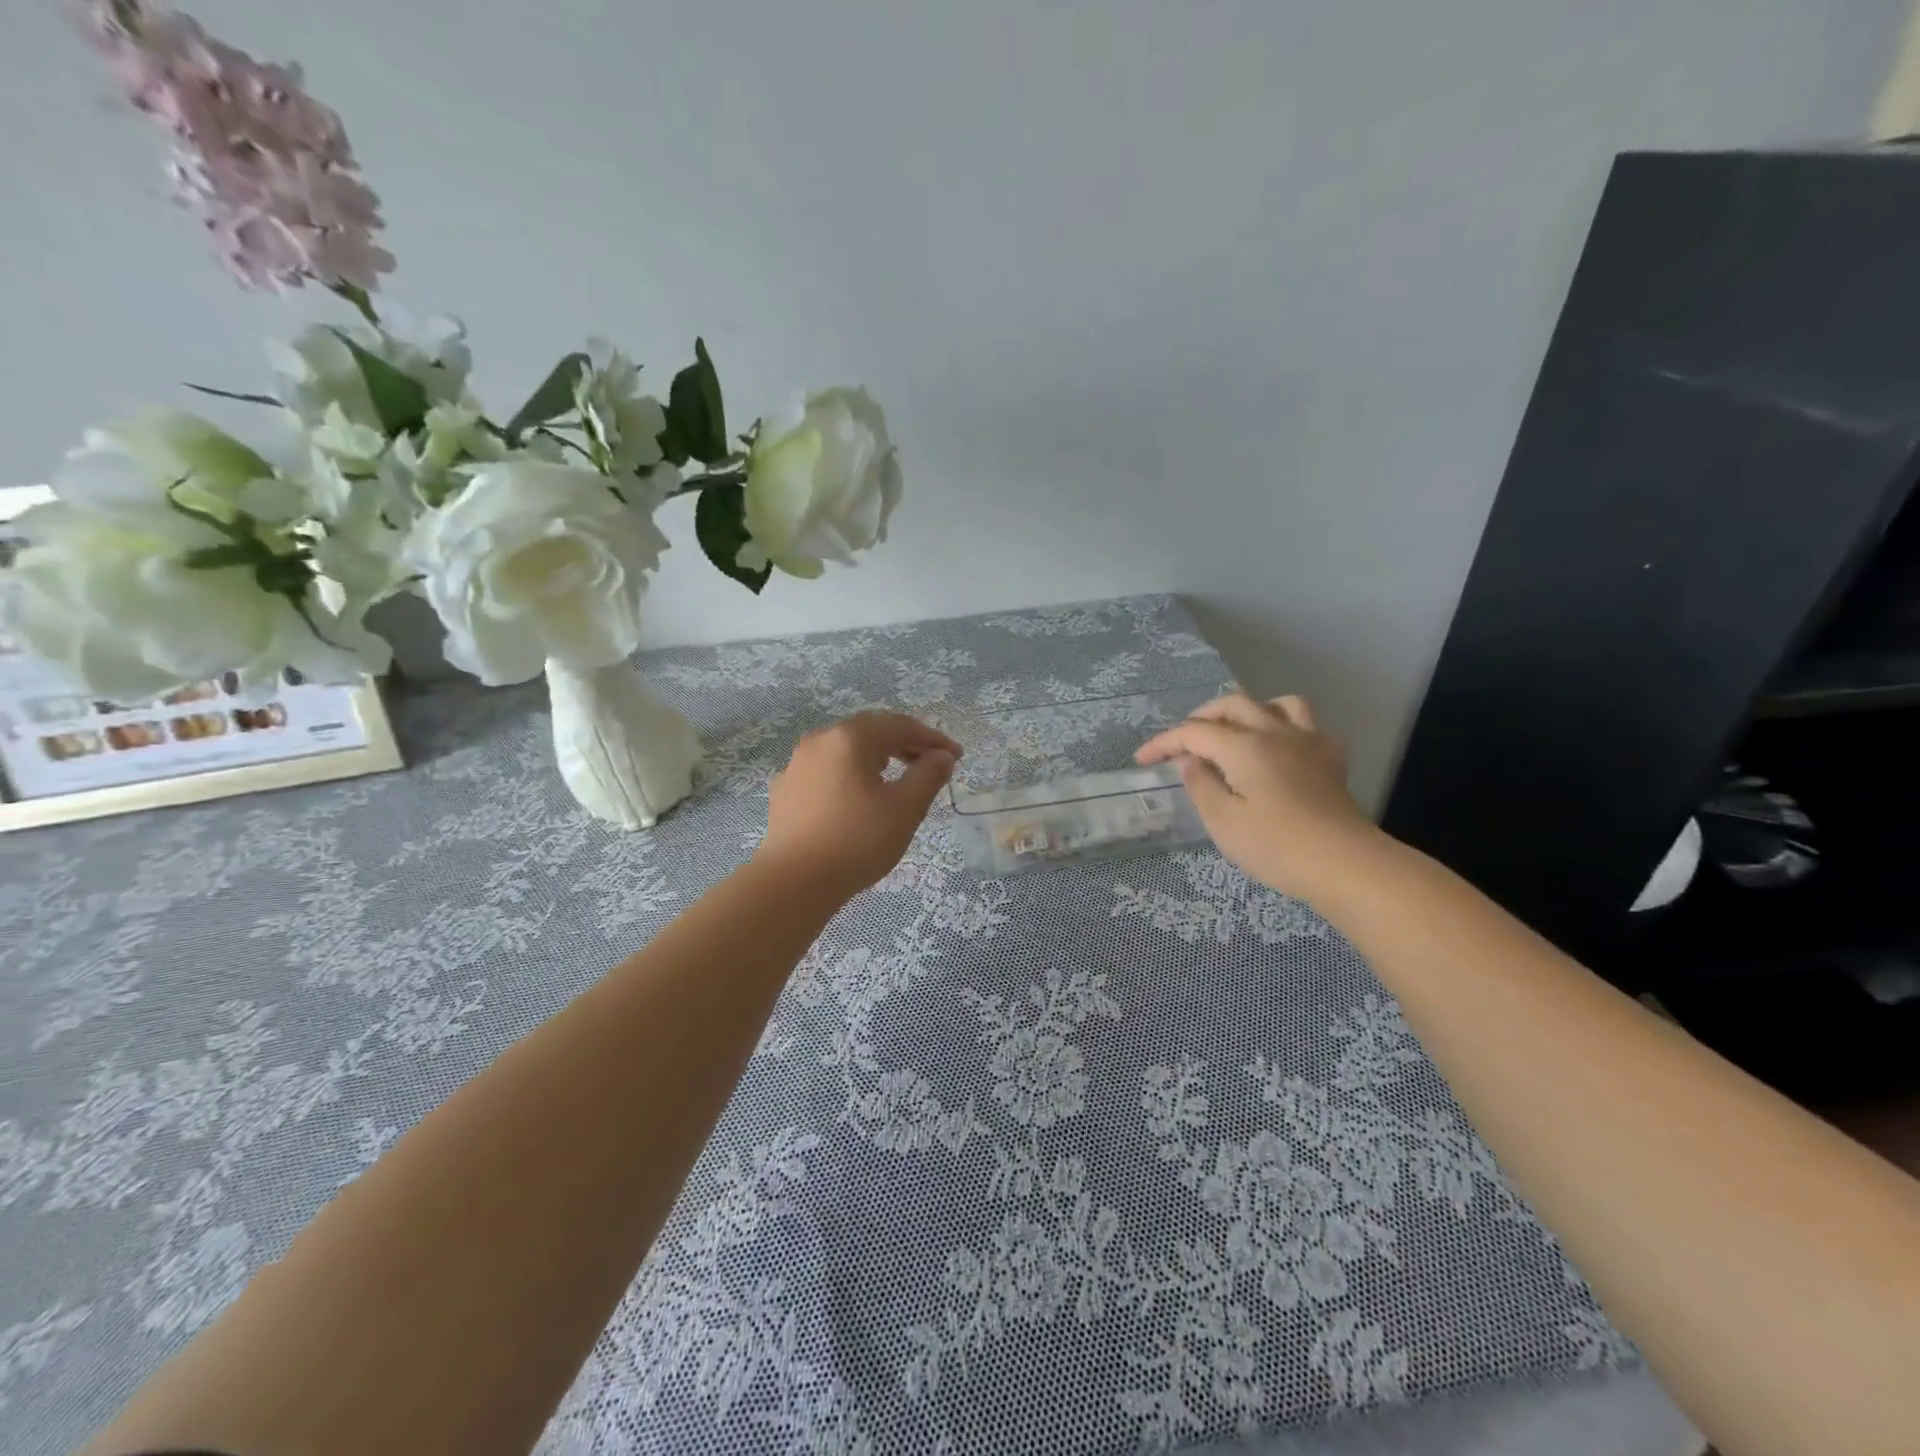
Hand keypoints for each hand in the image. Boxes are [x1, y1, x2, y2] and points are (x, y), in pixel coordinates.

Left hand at [758, 711, 961, 897]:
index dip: (932, 738)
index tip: (956, 757)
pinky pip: (827, 771)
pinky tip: (859, 798)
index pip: (899, 725)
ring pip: (846, 751)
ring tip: (898, 779)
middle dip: (905, 745)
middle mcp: (819, 741)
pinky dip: (851, 775)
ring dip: (877, 758)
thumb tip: (942, 757)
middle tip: (932, 765)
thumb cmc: (856, 841)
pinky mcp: (786, 790)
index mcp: (849, 738)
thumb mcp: (905, 809)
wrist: (793, 882)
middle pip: (870, 732)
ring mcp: (797, 764)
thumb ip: (928, 776)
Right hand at [1135, 693, 1374, 897]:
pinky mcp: (1330, 758)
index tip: (1142, 760)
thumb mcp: (1224, 823)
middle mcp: (1276, 732)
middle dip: (1200, 718)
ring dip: (1247, 711)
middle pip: (1232, 705)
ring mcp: (1308, 742)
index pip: (1195, 732)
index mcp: (1246, 747)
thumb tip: (1191, 762)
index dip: (1164, 742)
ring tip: (1233, 733)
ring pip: (1275, 703)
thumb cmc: (1277, 847)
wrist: (1346, 865)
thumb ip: (1202, 786)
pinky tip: (1276, 748)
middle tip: (1183, 743)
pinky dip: (1282, 726)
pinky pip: (1305, 723)